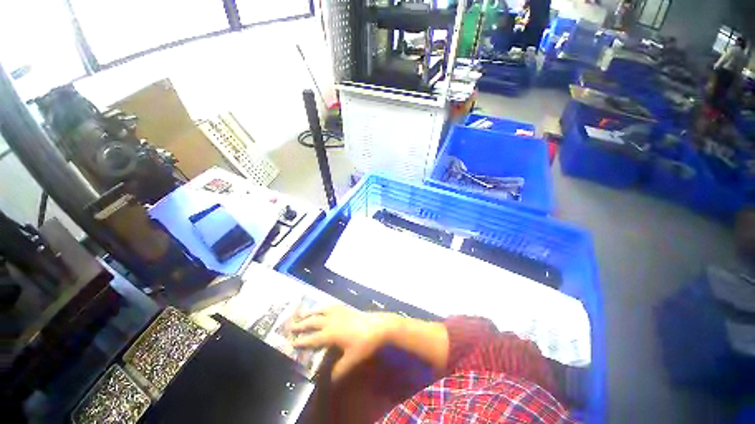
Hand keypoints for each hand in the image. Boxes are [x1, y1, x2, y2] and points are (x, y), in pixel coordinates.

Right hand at [291, 305, 396, 380]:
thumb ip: (339, 370)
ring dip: (310, 313)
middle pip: (313, 322)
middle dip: (301, 324)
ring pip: (320, 311)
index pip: (312, 338)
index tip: (291, 343)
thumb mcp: (352, 360)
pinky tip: (322, 307)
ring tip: (301, 314)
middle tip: (290, 326)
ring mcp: (339, 312)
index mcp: (331, 333)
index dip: (301, 341)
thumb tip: (329, 380)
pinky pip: (330, 306)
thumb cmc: (365, 343)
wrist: (379, 325)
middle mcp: (332, 321)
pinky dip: (323, 307)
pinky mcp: (345, 308)